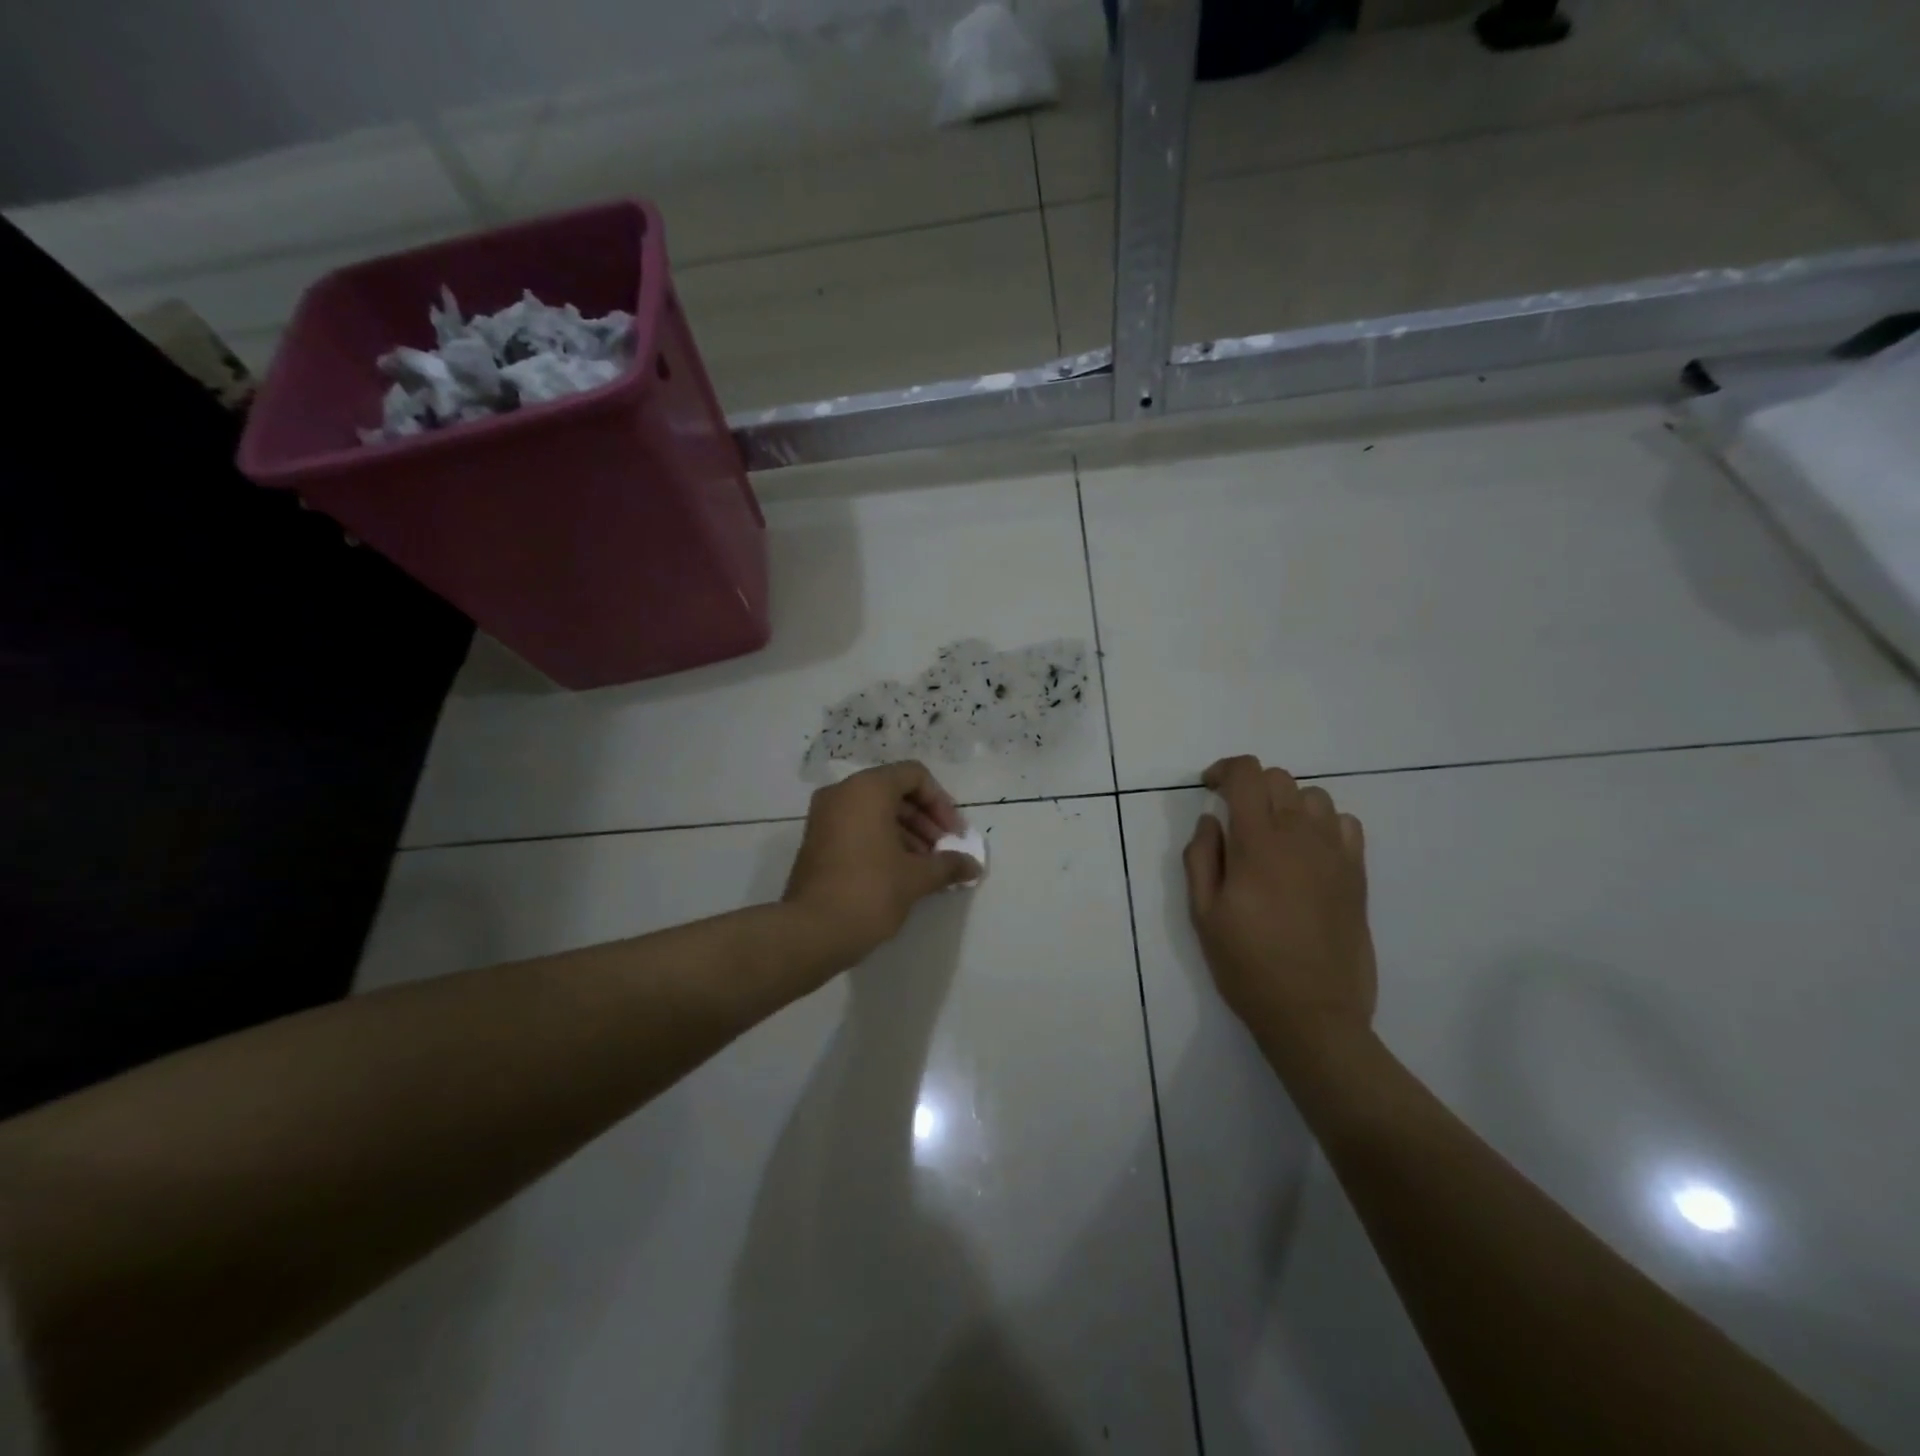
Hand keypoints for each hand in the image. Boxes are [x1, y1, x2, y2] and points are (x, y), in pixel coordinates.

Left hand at [783, 761, 982, 968]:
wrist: (811, 932)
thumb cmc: (870, 891)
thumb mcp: (916, 877)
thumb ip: (948, 864)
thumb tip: (974, 866)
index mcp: (868, 789)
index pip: (915, 776)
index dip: (941, 803)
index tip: (955, 835)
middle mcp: (843, 793)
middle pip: (895, 792)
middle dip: (926, 821)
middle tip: (944, 851)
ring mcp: (825, 816)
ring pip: (876, 811)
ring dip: (907, 833)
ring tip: (927, 867)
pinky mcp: (817, 840)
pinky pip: (858, 827)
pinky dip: (882, 841)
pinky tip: (902, 871)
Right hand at [1184, 755, 1376, 1062]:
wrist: (1313, 1013)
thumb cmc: (1247, 964)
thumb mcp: (1203, 913)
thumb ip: (1201, 857)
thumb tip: (1210, 820)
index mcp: (1258, 844)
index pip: (1247, 775)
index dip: (1224, 769)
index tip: (1209, 787)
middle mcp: (1300, 837)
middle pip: (1279, 778)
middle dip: (1251, 786)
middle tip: (1235, 818)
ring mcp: (1335, 854)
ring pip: (1314, 796)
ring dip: (1287, 803)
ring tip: (1272, 834)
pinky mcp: (1357, 875)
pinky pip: (1345, 824)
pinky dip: (1323, 824)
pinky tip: (1308, 852)